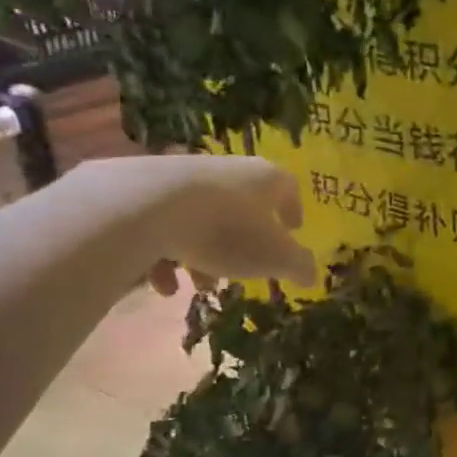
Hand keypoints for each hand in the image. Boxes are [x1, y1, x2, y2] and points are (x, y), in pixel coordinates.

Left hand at [68, 155, 316, 291]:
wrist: (146, 206)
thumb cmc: (226, 229)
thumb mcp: (274, 257)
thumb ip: (298, 266)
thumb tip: (312, 275)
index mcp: (265, 179)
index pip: (288, 188)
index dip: (293, 210)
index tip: (293, 229)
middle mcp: (227, 170)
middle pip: (243, 206)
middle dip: (243, 242)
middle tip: (243, 270)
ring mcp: (183, 177)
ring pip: (202, 218)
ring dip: (204, 254)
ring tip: (198, 285)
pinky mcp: (145, 190)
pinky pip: (164, 225)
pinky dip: (166, 255)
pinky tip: (162, 284)